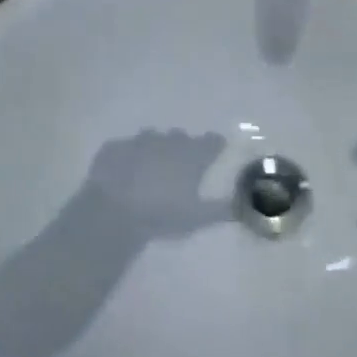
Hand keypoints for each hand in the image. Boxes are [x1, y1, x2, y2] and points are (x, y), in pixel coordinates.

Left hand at [89, 130, 227, 238]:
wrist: (114, 209)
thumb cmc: (162, 213)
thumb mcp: (196, 218)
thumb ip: (221, 210)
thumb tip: (241, 205)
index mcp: (191, 154)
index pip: (212, 141)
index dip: (214, 146)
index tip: (215, 153)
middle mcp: (170, 140)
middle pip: (182, 138)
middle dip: (183, 149)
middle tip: (180, 170)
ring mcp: (141, 140)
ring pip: (155, 139)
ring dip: (156, 150)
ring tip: (152, 172)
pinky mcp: (117, 146)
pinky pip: (128, 148)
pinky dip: (130, 157)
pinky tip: (126, 173)